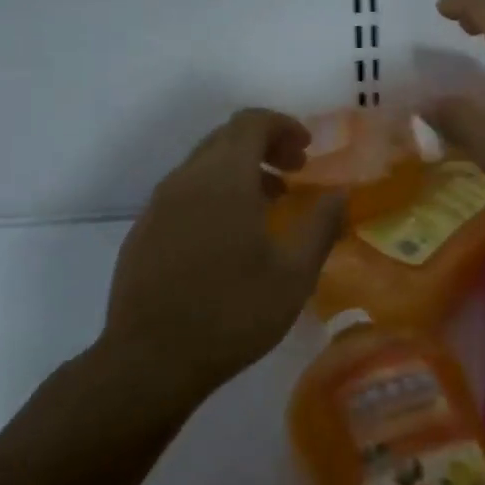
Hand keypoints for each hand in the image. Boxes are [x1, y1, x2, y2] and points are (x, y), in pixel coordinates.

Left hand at [97, 109, 344, 411]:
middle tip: (295, 173)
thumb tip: (341, 194)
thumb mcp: (294, 274)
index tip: (307, 150)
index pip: (251, 122)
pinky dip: (215, 192)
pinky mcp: (143, 231)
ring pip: (203, 164)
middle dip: (265, 145)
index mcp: (223, 179)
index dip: (283, 126)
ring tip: (269, 204)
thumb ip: (321, 225)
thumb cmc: (232, 313)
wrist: (150, 362)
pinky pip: (184, 192)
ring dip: (240, 170)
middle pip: (226, 138)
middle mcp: (186, 180)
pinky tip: (230, 235)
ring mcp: (158, 205)